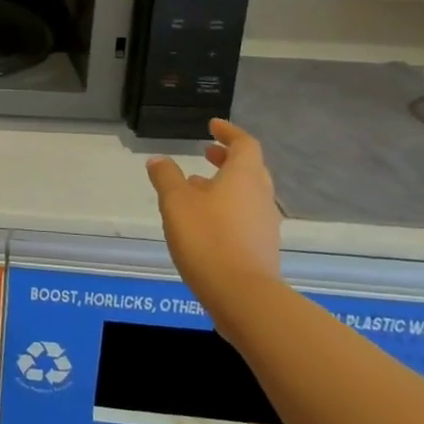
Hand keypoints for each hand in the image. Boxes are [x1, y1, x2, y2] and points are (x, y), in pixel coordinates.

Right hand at [147, 119, 282, 331]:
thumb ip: (166, 177)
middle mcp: (260, 196)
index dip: (229, 132)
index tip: (213, 126)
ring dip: (225, 185)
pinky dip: (227, 208)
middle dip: (228, 158)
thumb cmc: (208, 238)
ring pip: (247, 194)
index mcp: (244, 177)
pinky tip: (204, 221)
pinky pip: (245, 217)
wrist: (243, 297)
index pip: (245, 144)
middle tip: (207, 153)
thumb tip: (159, 160)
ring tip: (196, 187)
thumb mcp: (176, 202)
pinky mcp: (261, 249)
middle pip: (250, 169)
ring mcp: (265, 225)